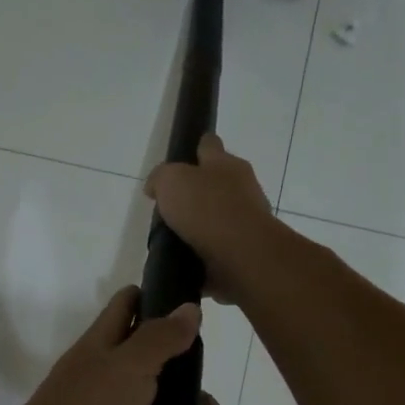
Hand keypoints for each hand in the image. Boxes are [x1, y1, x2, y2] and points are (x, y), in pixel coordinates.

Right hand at [143, 134, 284, 306]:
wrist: (241, 254)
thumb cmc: (206, 208)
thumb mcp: (171, 181)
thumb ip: (161, 178)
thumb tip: (156, 186)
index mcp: (226, 164)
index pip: (210, 145)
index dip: (197, 148)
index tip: (184, 157)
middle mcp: (242, 187)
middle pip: (218, 182)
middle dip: (199, 191)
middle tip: (173, 205)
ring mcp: (248, 220)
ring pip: (221, 216)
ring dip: (204, 225)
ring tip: (177, 237)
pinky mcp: (246, 249)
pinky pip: (222, 247)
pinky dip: (208, 251)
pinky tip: (189, 259)